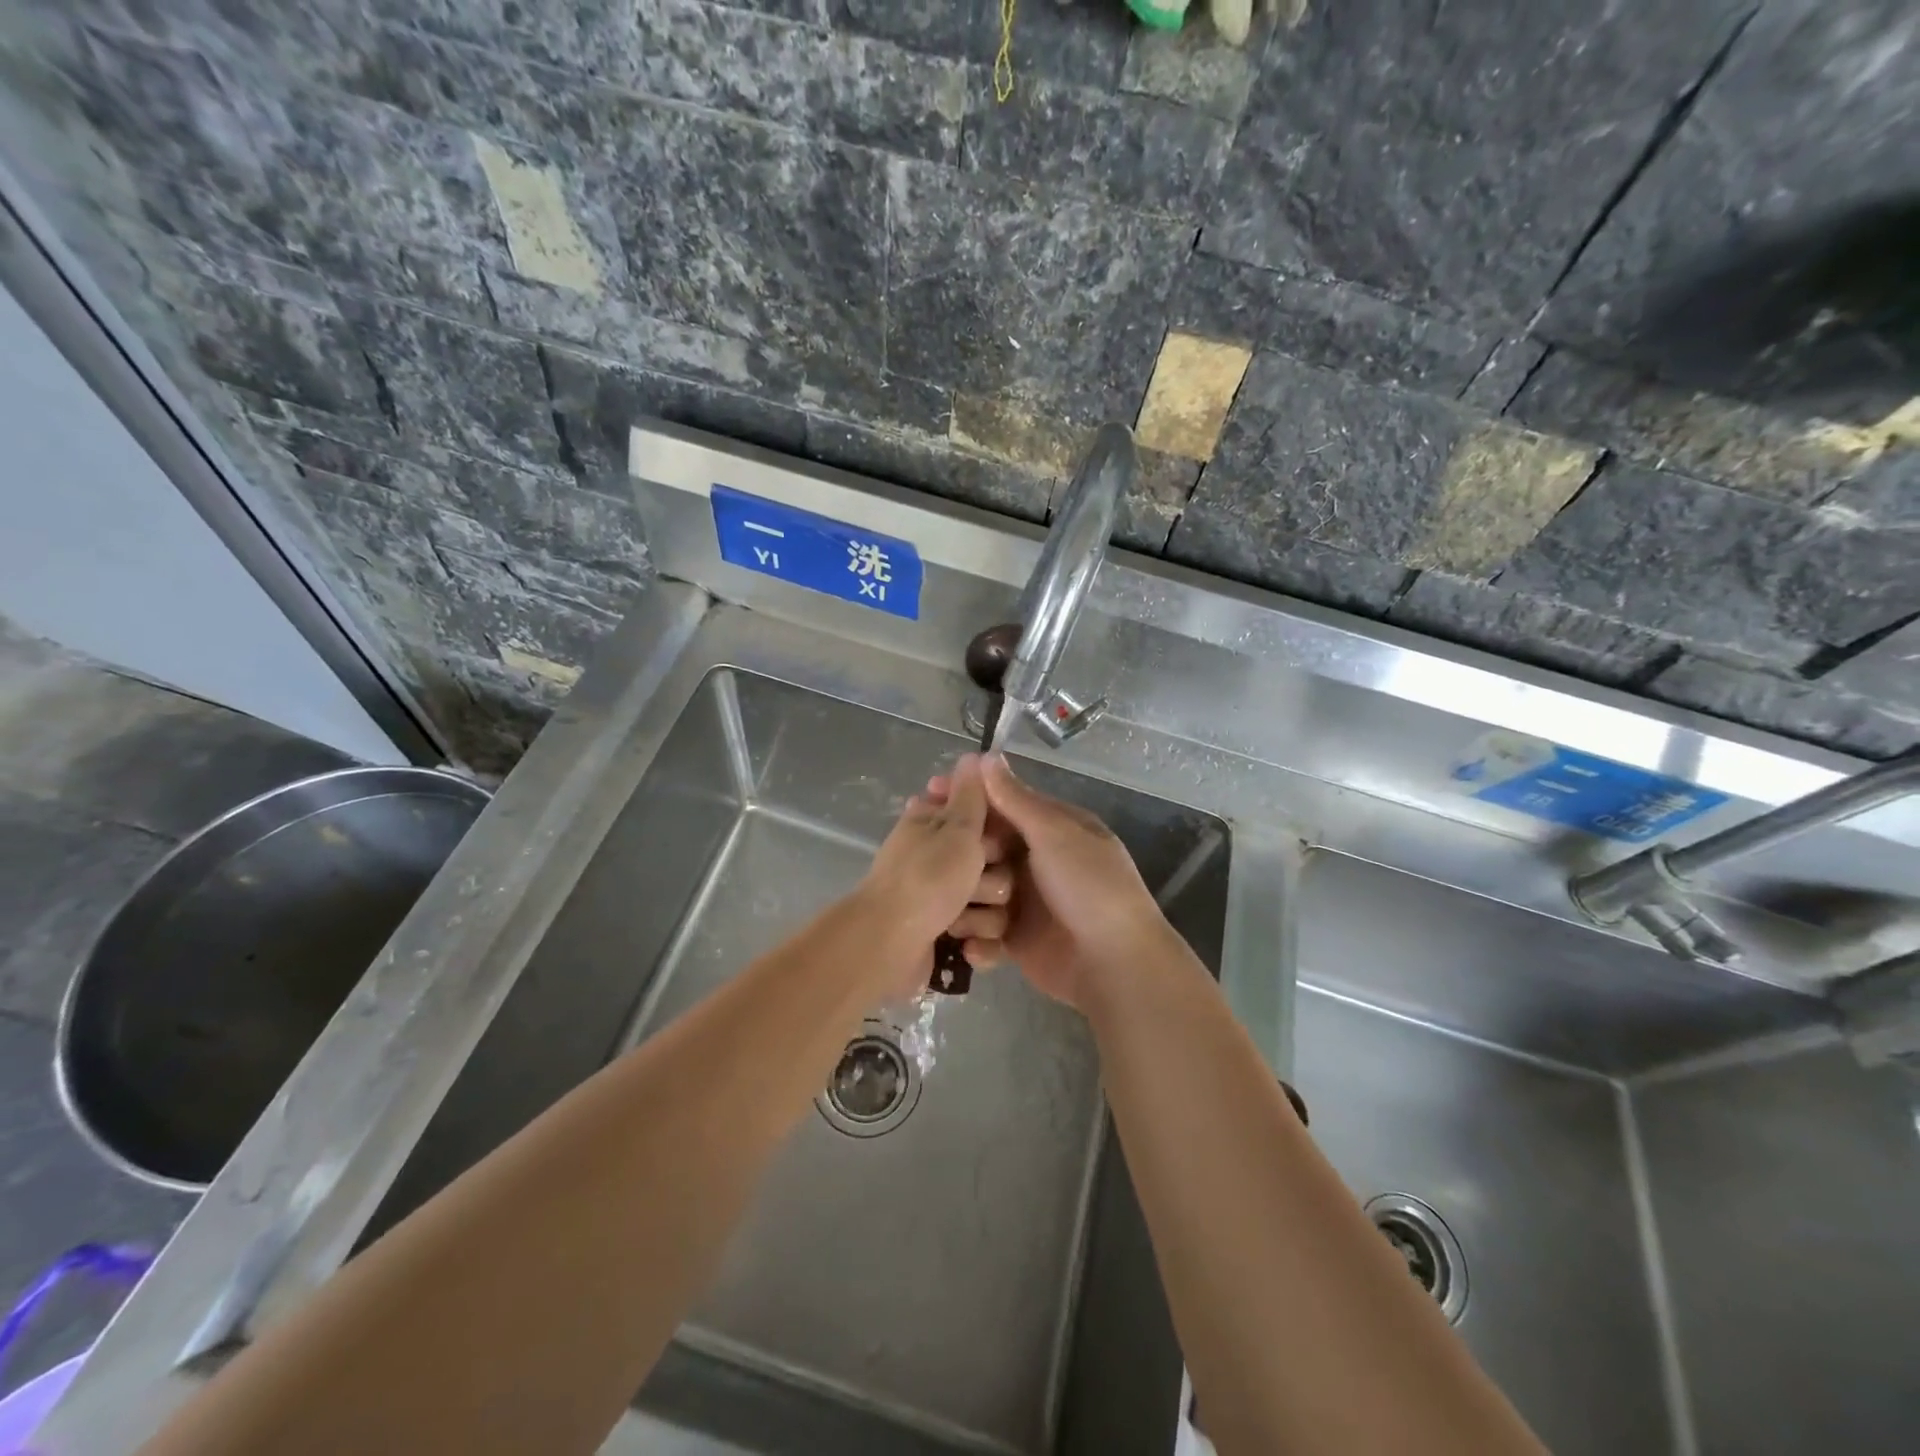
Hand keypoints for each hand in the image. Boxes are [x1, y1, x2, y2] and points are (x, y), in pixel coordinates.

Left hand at [860, 754, 1013, 998]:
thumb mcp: (956, 828)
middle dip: (991, 875)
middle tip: (973, 879)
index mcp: (935, 824)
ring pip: (995, 901)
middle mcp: (940, 857)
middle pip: (996, 861)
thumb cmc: (927, 878)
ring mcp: (945, 899)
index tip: (986, 838)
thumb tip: (974, 755)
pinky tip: (964, 946)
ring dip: (982, 914)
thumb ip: (971, 794)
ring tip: (959, 919)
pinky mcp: (950, 935)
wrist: (889, 944)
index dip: (991, 827)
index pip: (981, 814)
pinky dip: (977, 942)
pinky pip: (986, 936)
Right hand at [929, 755, 1172, 1011]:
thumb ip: (1016, 799)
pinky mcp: (1016, 940)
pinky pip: (985, 932)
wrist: (1115, 964)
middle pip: (984, 847)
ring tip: (950, 907)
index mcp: (1051, 829)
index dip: (967, 798)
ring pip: (978, 890)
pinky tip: (970, 943)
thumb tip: (987, 756)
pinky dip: (978, 939)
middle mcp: (1036, 860)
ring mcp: (1025, 901)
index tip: (930, 791)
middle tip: (925, 851)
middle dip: (958, 852)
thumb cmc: (1089, 887)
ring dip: (966, 900)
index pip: (1001, 804)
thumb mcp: (1054, 834)